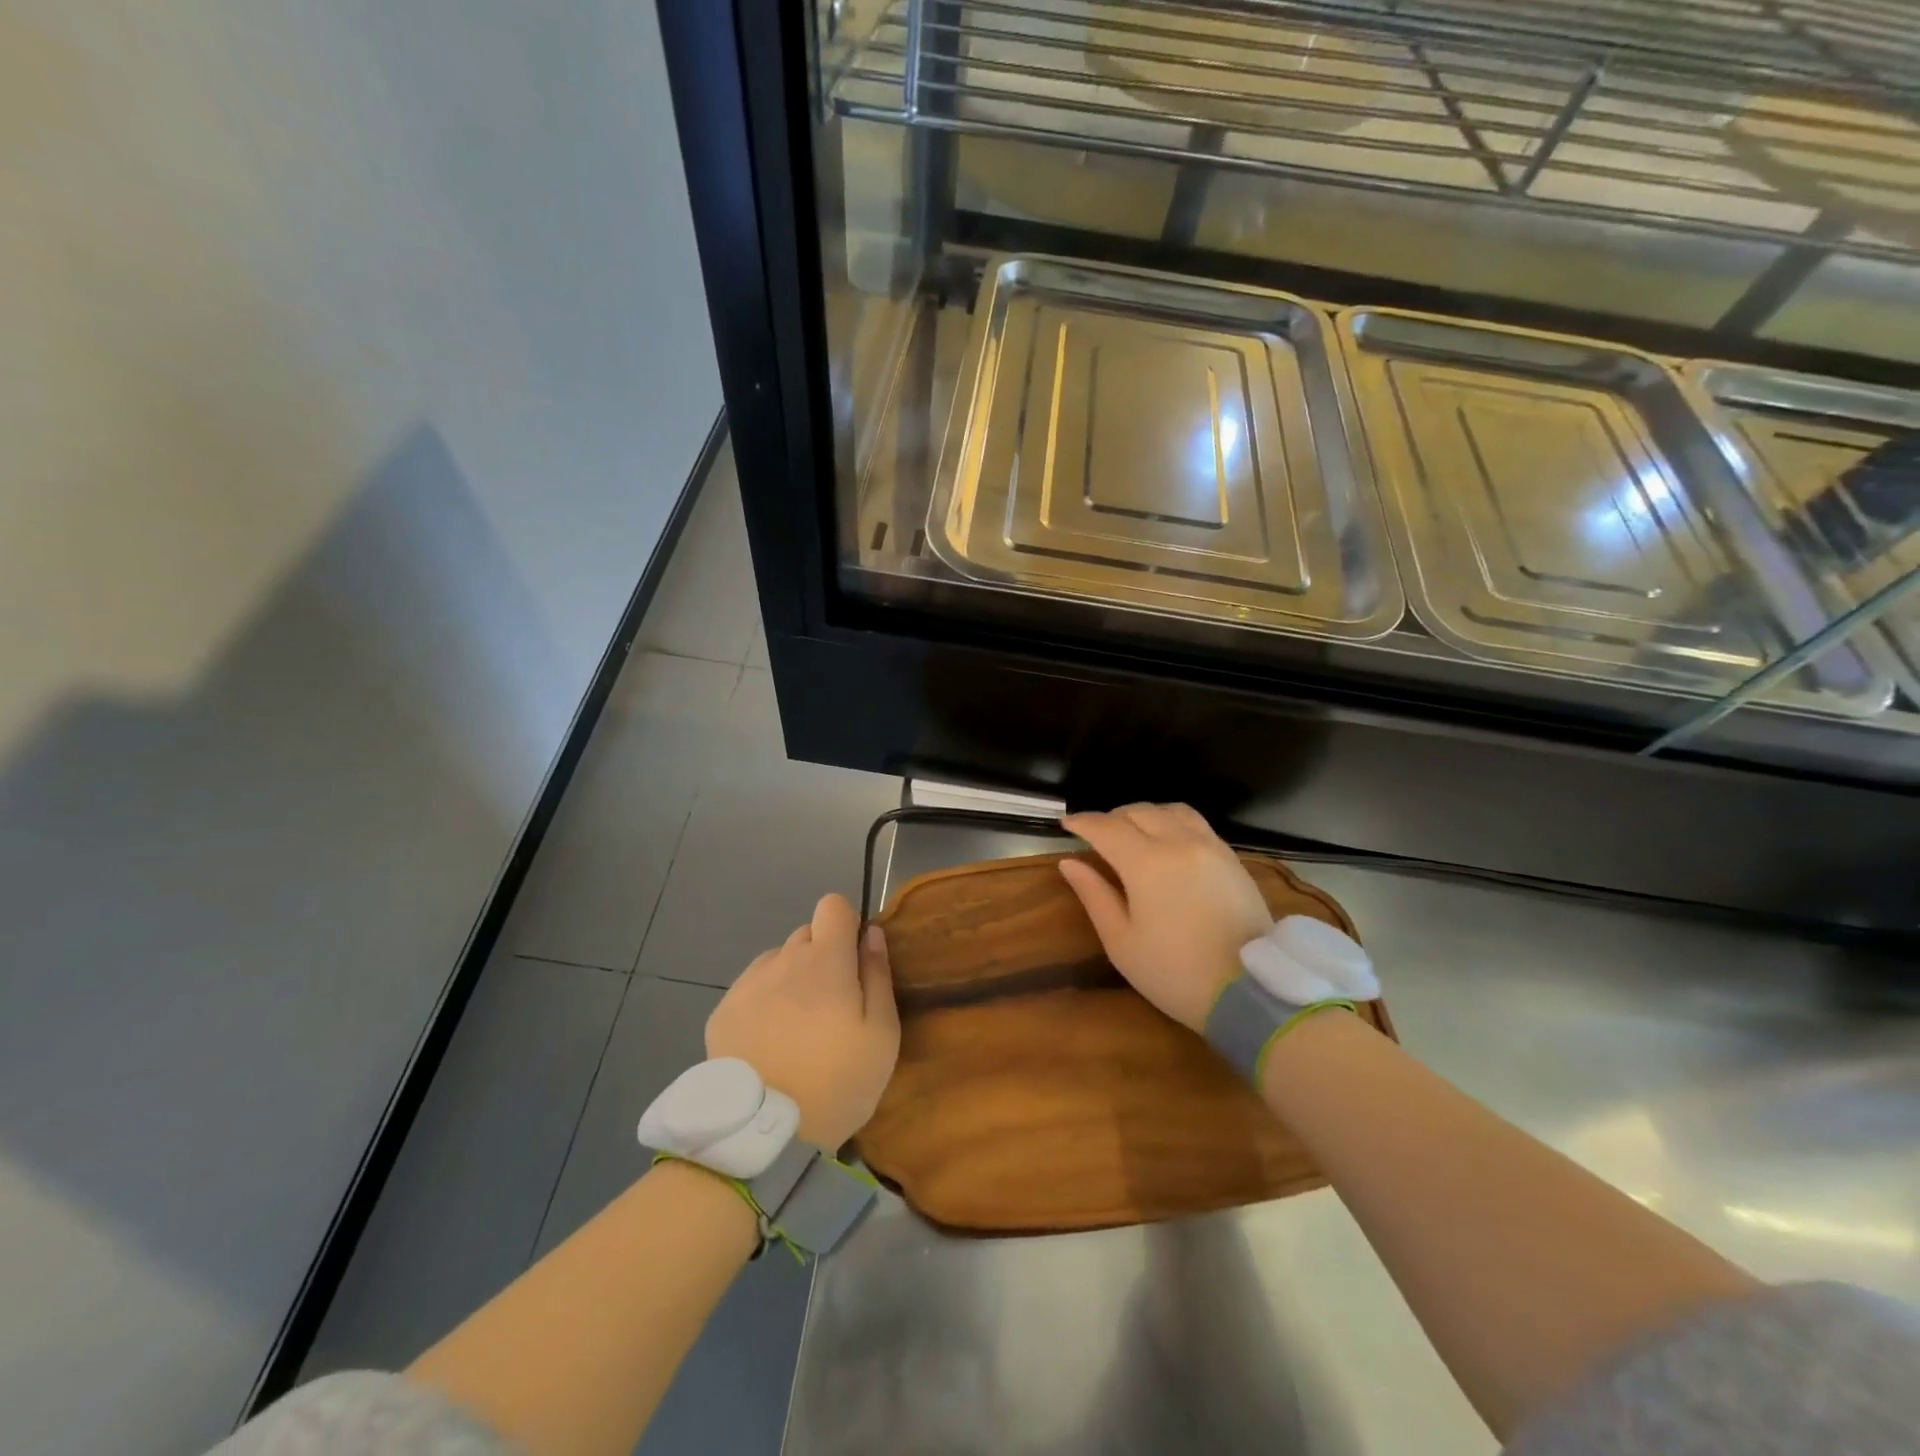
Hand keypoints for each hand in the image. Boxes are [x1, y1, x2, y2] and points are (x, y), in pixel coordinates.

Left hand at [706, 894, 899, 1148]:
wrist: (762, 1136)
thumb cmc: (837, 1083)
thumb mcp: (881, 1035)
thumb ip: (878, 975)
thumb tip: (871, 933)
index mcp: (825, 960)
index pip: (831, 905)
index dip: (846, 924)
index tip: (853, 960)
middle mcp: (783, 960)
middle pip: (806, 935)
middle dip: (822, 957)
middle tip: (831, 1007)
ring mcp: (747, 985)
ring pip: (778, 961)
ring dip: (792, 979)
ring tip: (797, 1029)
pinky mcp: (722, 1012)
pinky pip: (751, 988)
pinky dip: (764, 1002)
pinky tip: (769, 1043)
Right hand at [1059, 804, 1271, 1032]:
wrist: (1249, 993)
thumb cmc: (1175, 972)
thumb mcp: (1121, 942)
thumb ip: (1094, 896)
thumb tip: (1069, 863)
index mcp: (1146, 863)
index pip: (1106, 827)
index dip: (1083, 822)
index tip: (1066, 824)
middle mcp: (1179, 843)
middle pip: (1138, 812)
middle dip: (1111, 818)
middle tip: (1096, 834)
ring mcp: (1210, 847)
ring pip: (1170, 811)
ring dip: (1144, 815)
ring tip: (1132, 832)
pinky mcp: (1231, 858)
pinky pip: (1196, 823)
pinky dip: (1172, 821)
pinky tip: (1167, 841)